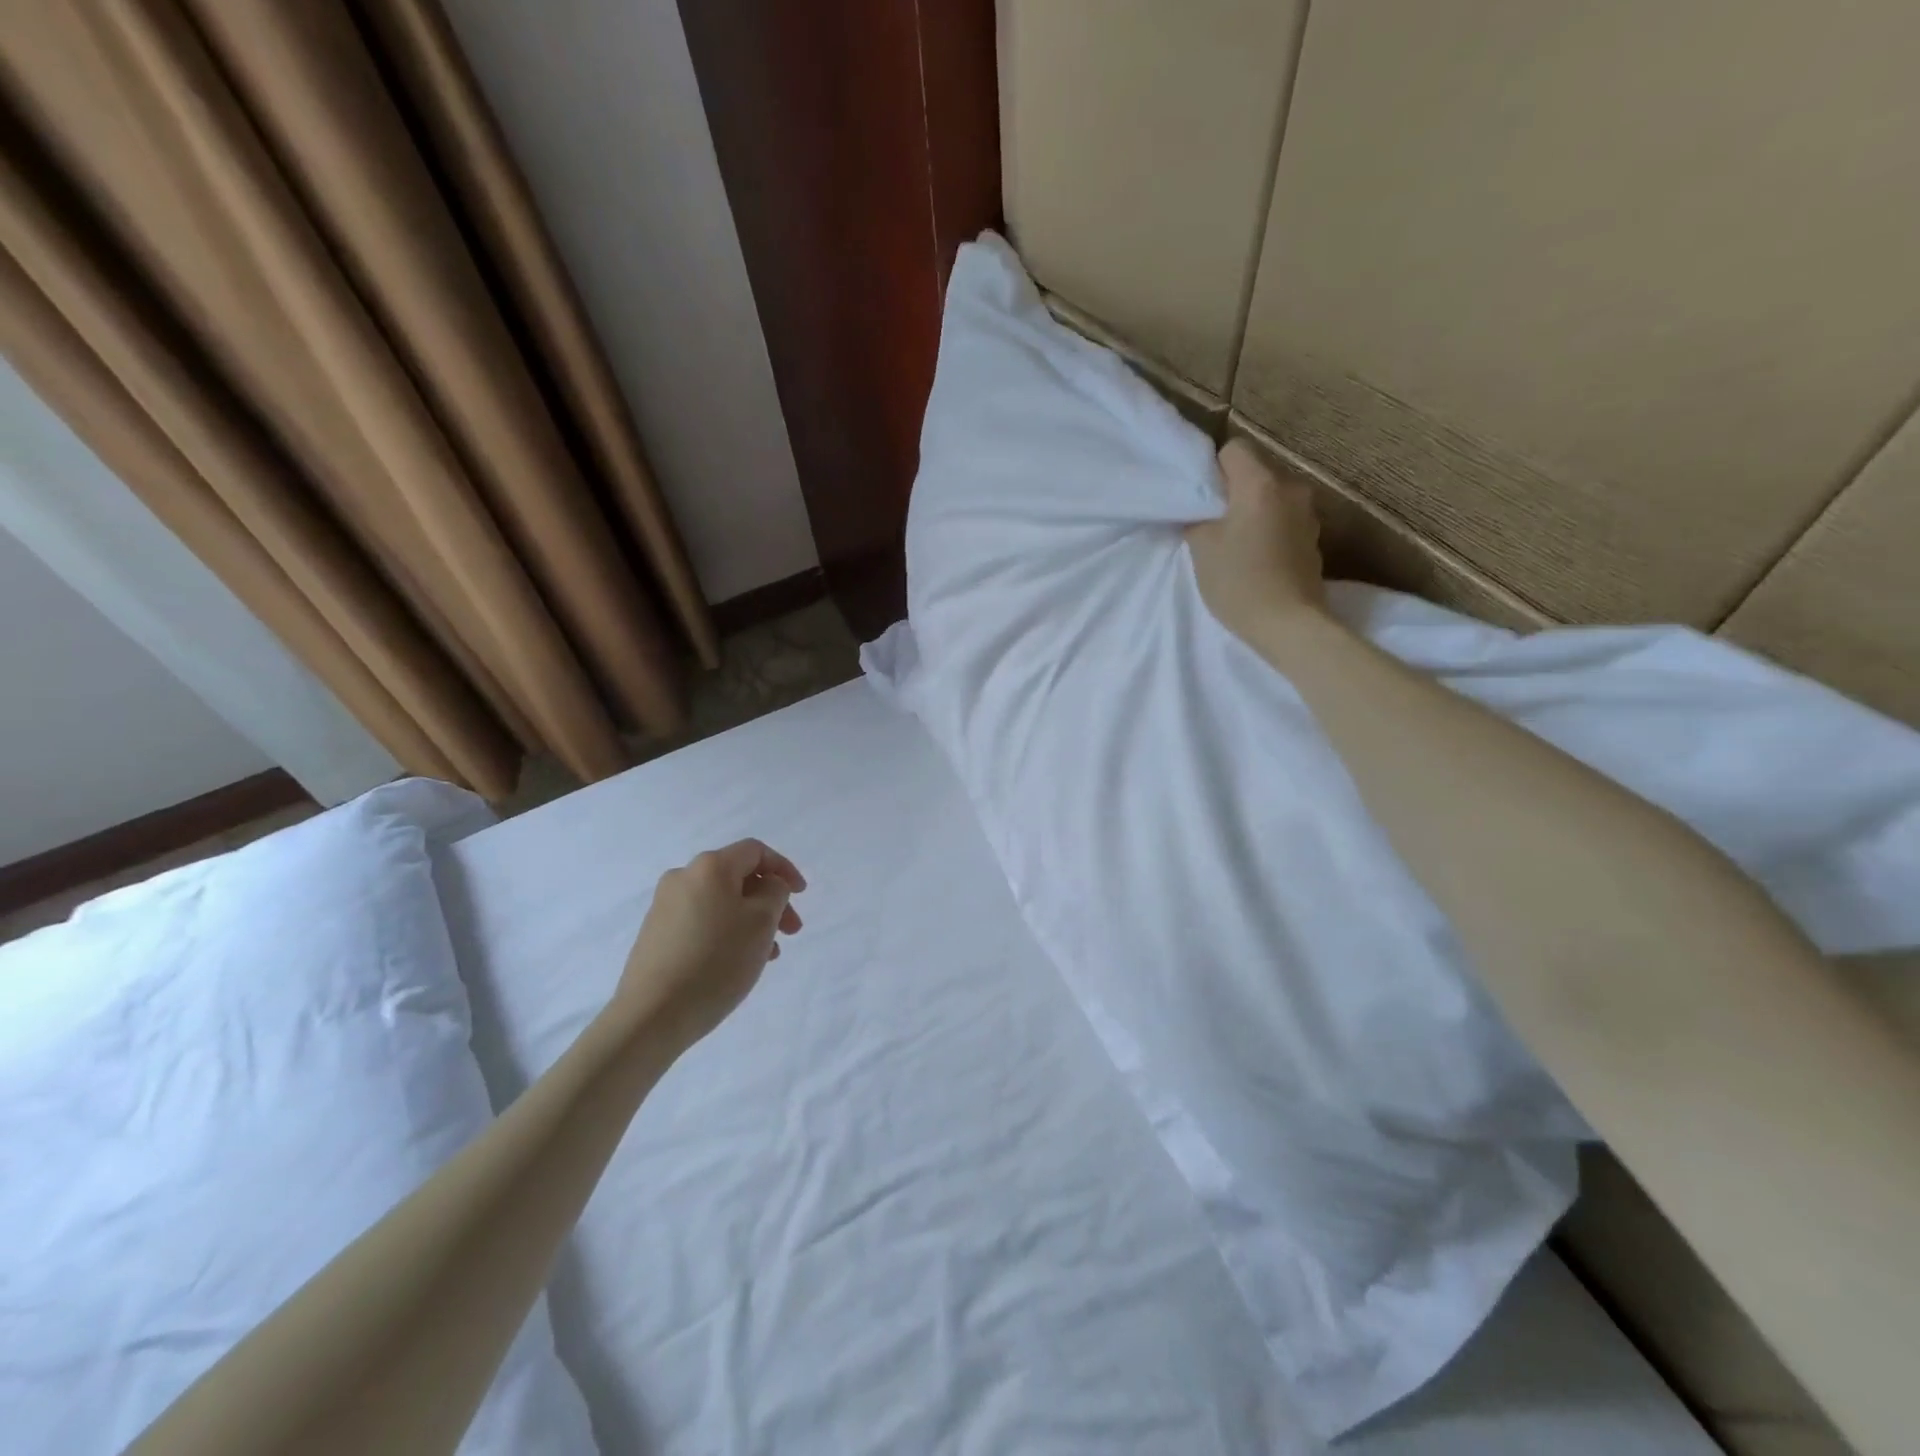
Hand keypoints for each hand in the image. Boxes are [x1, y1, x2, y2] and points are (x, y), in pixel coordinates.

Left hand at [617, 839, 806, 1049]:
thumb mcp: (762, 921)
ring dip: (750, 920)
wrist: (652, 1015)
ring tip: (767, 954)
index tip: (802, 895)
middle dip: (770, 900)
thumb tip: (767, 885)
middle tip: (791, 931)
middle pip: (738, 877)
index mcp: (709, 866)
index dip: (784, 868)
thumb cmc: (716, 960)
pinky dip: (726, 932)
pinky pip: (702, 921)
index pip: (755, 851)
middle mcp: (682, 877)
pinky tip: (737, 962)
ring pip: (721, 902)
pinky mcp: (655, 934)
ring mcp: (664, 906)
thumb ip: (775, 892)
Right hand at [1185, 437, 1326, 644]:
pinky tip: (1258, 559)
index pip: (1235, 449)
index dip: (1214, 469)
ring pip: (1272, 498)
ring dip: (1255, 512)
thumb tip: (1201, 511)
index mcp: (1261, 483)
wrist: (1288, 624)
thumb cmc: (1238, 581)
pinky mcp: (1314, 539)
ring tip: (1237, 545)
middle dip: (1235, 492)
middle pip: (1256, 473)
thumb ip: (1198, 518)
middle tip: (1213, 524)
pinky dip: (1270, 531)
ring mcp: (1308, 514)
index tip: (1203, 498)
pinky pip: (1285, 521)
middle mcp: (1291, 488)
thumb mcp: (1202, 548)